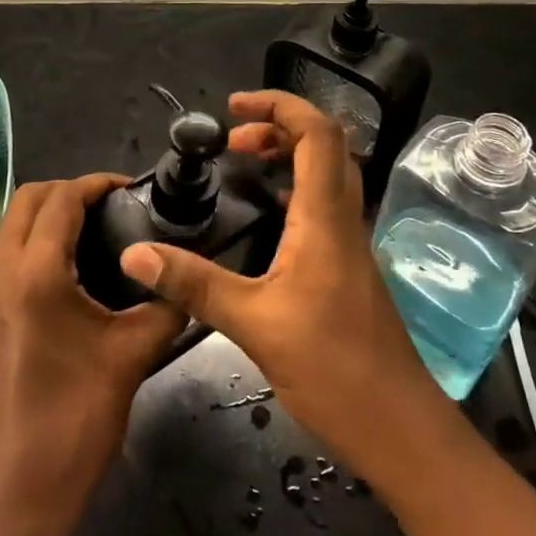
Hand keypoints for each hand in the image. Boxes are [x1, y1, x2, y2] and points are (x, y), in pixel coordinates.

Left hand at [0, 175, 184, 535]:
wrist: (17, 492)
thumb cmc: (75, 420)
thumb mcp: (131, 356)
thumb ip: (165, 306)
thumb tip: (186, 280)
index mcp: (35, 273)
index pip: (62, 199)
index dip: (98, 184)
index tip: (133, 189)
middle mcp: (1, 272)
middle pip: (28, 200)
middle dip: (69, 191)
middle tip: (113, 207)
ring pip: (12, 226)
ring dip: (49, 215)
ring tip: (98, 232)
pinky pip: (8, 255)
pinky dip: (36, 243)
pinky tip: (73, 270)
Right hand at [117, 90, 451, 476]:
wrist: (401, 429)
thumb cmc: (334, 369)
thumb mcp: (254, 324)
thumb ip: (194, 285)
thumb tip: (135, 253)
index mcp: (326, 218)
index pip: (317, 134)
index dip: (280, 106)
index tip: (235, 107)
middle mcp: (345, 220)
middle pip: (326, 146)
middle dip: (279, 127)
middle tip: (233, 141)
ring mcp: (352, 245)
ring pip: (328, 176)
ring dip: (289, 157)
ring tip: (243, 166)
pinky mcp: (350, 270)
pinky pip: (324, 207)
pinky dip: (294, 191)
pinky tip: (266, 220)